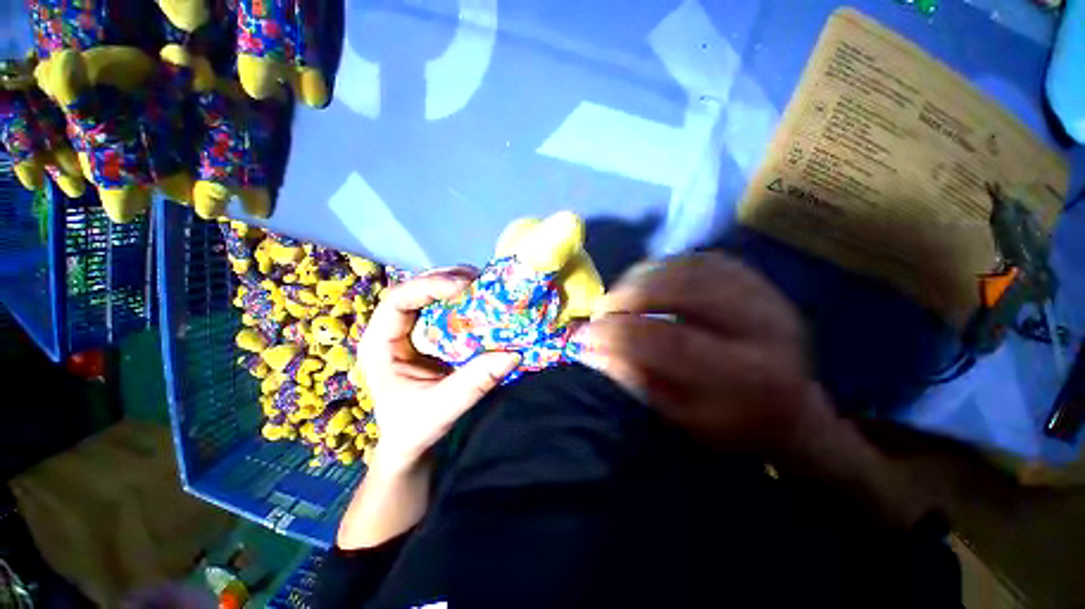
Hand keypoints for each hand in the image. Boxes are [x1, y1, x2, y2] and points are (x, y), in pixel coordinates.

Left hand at [357, 267, 521, 470]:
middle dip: (445, 279)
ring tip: (481, 283)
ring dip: (456, 284)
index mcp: (380, 345)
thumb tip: (512, 354)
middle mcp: (392, 330)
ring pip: (430, 295)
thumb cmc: (414, 428)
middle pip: (414, 290)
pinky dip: (464, 300)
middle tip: (477, 278)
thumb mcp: (441, 409)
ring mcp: (411, 331)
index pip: (397, 300)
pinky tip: (481, 299)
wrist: (411, 442)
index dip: (428, 287)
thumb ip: (474, 383)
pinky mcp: (429, 335)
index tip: (463, 287)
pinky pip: (444, 308)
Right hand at [578, 253, 838, 462]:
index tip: (583, 335)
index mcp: (749, 375)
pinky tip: (649, 280)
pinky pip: (703, 259)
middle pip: (684, 291)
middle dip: (630, 296)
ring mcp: (765, 295)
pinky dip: (667, 265)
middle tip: (602, 311)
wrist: (793, 408)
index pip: (671, 341)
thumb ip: (636, 377)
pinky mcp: (758, 280)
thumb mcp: (682, 416)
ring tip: (620, 296)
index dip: (619, 333)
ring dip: (644, 277)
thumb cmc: (733, 424)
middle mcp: (764, 326)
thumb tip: (588, 348)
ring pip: (691, 267)